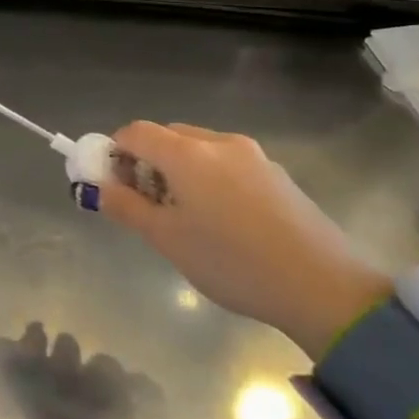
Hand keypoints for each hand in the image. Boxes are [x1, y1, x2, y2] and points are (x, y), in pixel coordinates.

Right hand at [98, 122, 391, 359]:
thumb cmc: (232, 262)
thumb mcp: (168, 239)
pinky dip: (209, 179)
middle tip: (145, 204)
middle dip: (146, 162)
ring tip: (185, 217)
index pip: (136, 132)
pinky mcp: (277, 174)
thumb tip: (95, 187)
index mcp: (188, 153)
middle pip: (168, 136)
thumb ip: (126, 207)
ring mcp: (253, 155)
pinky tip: (223, 222)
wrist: (323, 286)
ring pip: (199, 149)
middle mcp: (219, 142)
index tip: (110, 184)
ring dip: (179, 170)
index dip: (114, 152)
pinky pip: (227, 163)